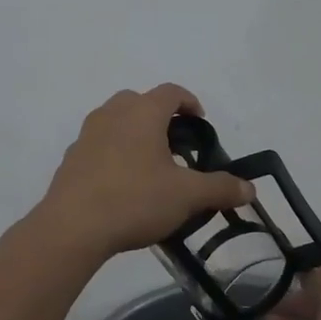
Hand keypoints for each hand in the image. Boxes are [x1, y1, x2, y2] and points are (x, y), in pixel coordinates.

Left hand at [34, 85, 254, 260]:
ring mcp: (86, 135)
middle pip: (139, 101)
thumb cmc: (135, 199)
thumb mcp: (187, 196)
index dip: (190, 102)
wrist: (73, 227)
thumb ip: (220, 188)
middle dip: (159, 116)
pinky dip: (113, 153)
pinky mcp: (71, 158)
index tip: (201, 122)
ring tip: (150, 165)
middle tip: (175, 144)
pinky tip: (122, 184)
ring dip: (134, 133)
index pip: (171, 92)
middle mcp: (112, 114)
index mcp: (142, 113)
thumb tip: (250, 188)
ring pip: (115, 121)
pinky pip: (98, 145)